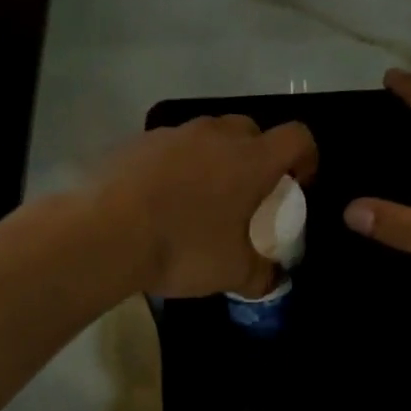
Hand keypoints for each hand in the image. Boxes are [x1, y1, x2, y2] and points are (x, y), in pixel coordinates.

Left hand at [98, 115, 318, 298]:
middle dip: (257, 156)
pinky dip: (176, 166)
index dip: (306, 158)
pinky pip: (169, 148)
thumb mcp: (233, 273)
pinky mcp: (137, 142)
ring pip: (207, 136)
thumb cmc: (183, 248)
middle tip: (248, 193)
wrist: (104, 234)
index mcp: (251, 160)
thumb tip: (273, 280)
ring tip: (201, 199)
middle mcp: (215, 135)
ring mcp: (172, 134)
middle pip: (251, 130)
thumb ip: (262, 275)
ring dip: (214, 159)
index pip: (297, 138)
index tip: (298, 185)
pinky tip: (162, 200)